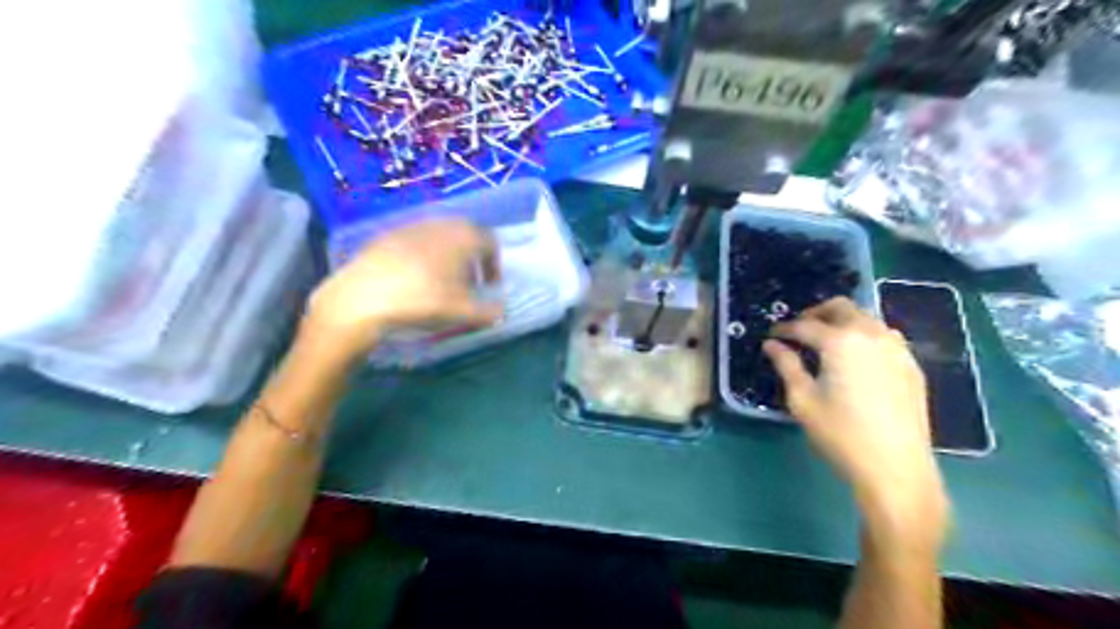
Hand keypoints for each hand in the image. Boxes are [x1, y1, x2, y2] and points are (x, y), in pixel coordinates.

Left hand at [302, 219, 502, 364]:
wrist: (364, 296)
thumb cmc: (424, 300)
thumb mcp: (464, 313)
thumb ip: (490, 312)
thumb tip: (501, 311)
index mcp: (465, 236)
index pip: (490, 243)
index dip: (494, 265)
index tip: (489, 286)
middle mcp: (441, 223)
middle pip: (465, 236)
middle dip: (471, 259)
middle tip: (468, 284)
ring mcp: (411, 226)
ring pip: (439, 238)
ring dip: (447, 257)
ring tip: (440, 283)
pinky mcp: (386, 235)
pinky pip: (415, 243)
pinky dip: (423, 257)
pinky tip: (412, 280)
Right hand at [761, 299, 943, 540]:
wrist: (896, 468)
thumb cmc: (840, 434)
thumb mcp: (802, 400)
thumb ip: (786, 365)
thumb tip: (772, 345)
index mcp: (840, 341)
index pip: (804, 325)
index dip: (784, 329)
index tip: (771, 337)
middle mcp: (871, 335)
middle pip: (841, 307)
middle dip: (815, 313)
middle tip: (798, 331)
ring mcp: (897, 348)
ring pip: (866, 318)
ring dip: (842, 322)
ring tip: (825, 343)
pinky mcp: (911, 365)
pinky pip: (884, 336)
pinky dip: (864, 336)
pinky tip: (855, 359)